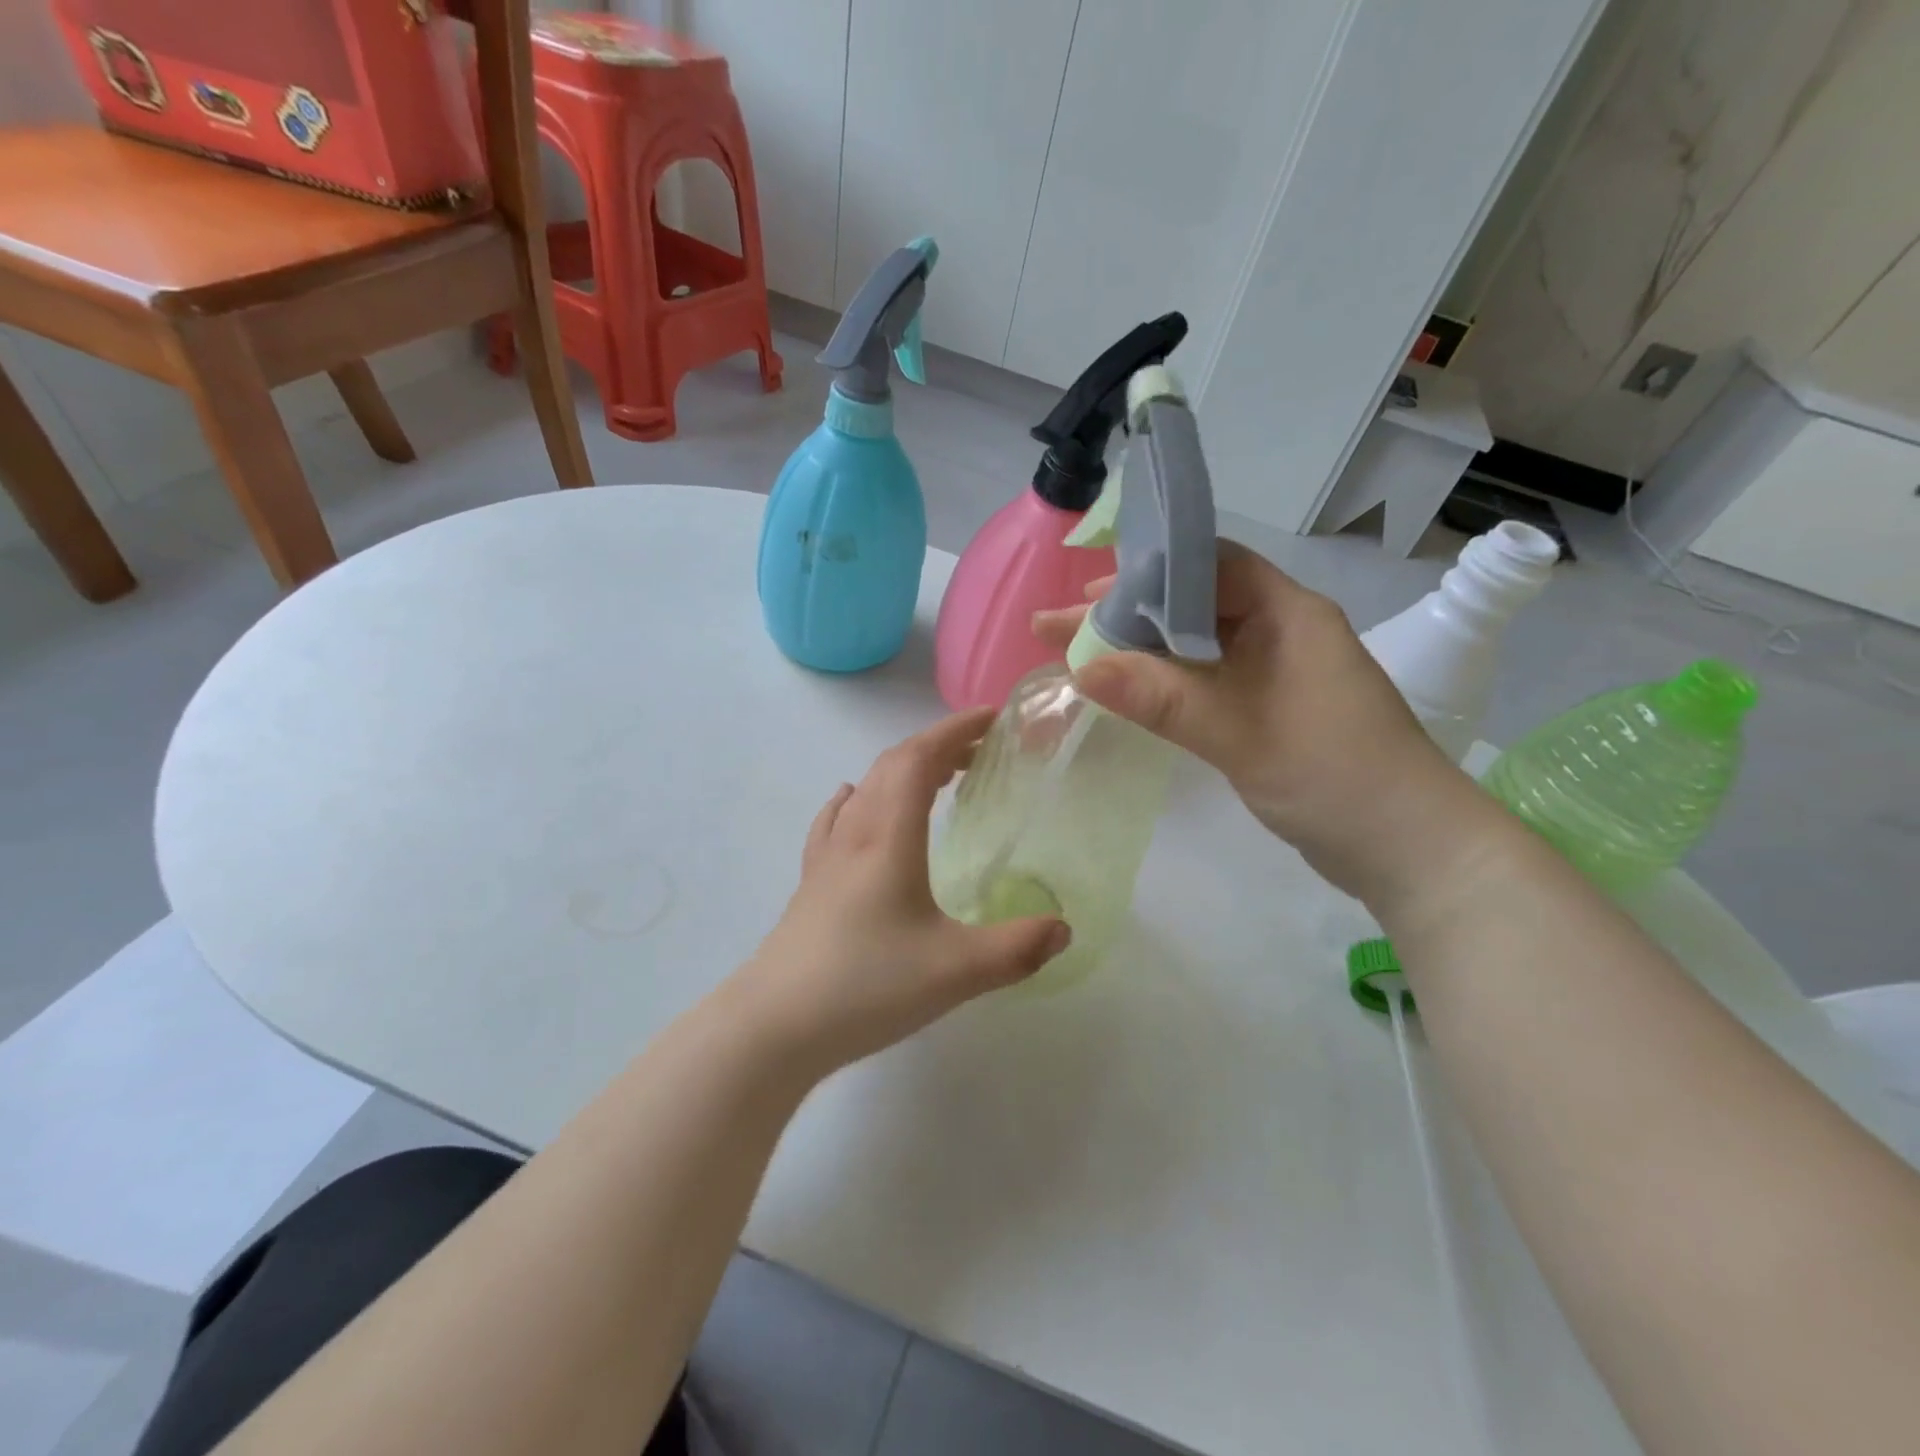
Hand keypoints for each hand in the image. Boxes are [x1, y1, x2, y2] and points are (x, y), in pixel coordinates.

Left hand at [731, 709, 1070, 1074]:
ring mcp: (827, 858)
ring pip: (865, 788)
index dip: (955, 730)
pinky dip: (860, 798)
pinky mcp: (811, 884)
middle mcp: (854, 833)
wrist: (774, 1026)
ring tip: (939, 778)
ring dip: (904, 770)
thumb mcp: (955, 971)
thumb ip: (1017, 948)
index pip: (919, 758)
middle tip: (981, 752)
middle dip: (938, 746)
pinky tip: (855, 805)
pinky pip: (837, 819)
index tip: (992, 718)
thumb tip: (1064, 928)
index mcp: (887, 836)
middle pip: (892, 765)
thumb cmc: (866, 986)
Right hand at [1034, 539, 1478, 904]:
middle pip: (1190, 605)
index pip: (1208, 566)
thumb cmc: (1335, 777)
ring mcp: (1274, 673)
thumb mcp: (1242, 733)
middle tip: (1057, 629)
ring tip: (1076, 656)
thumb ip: (1163, 698)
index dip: (1145, 572)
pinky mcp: (1267, 709)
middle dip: (1124, 615)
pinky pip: (1204, 680)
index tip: (1086, 594)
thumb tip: (1081, 669)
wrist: (1409, 850)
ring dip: (1137, 650)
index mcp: (1287, 614)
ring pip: (1193, 646)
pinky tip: (1125, 690)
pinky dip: (1160, 682)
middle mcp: (1280, 632)